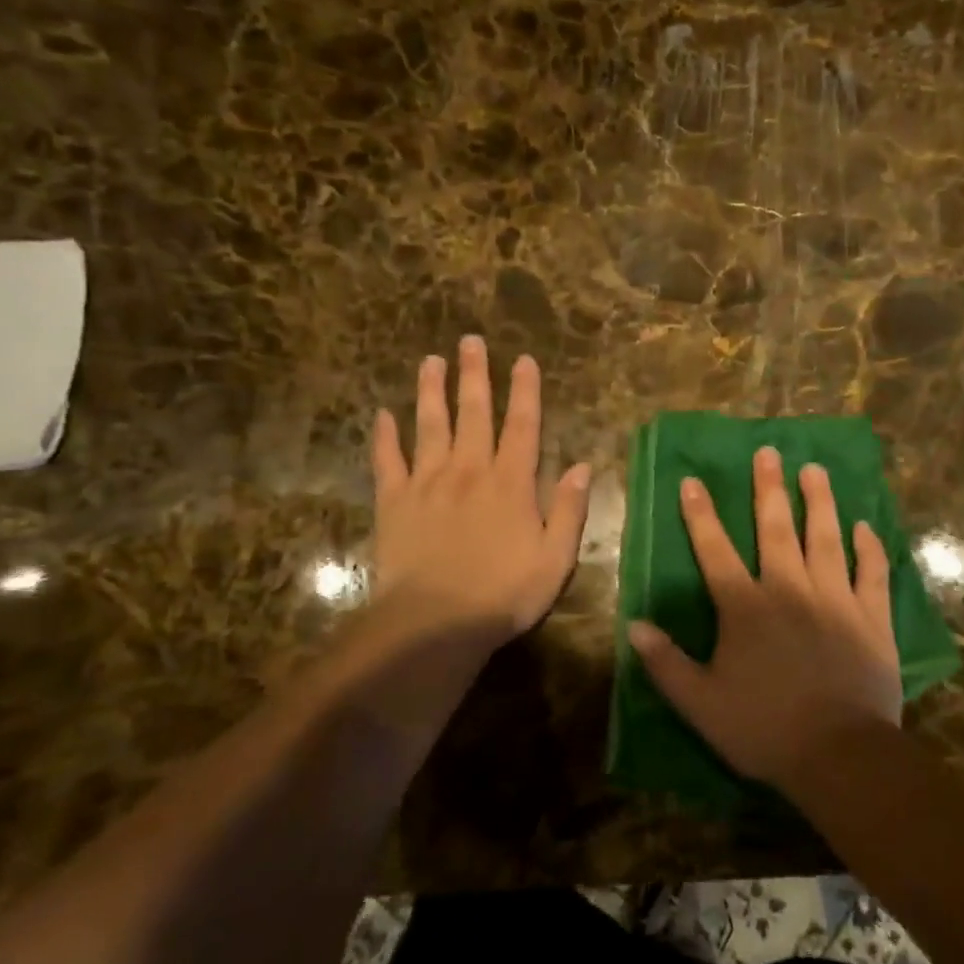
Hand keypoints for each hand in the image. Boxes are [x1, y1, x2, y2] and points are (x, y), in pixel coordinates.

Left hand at [371, 337, 590, 650]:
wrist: (435, 623)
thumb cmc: (503, 594)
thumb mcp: (555, 558)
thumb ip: (570, 509)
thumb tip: (583, 466)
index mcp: (511, 483)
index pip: (522, 425)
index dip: (525, 391)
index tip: (524, 360)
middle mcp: (469, 470)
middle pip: (473, 413)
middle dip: (474, 374)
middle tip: (470, 340)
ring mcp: (427, 482)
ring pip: (429, 425)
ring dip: (431, 391)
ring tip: (430, 361)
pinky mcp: (394, 502)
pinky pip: (387, 461)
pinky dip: (384, 437)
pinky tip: (381, 415)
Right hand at [629, 446, 901, 789]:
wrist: (839, 755)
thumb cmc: (764, 728)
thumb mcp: (701, 704)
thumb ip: (666, 663)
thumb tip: (633, 625)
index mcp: (745, 607)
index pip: (715, 551)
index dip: (701, 515)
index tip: (693, 480)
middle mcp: (789, 590)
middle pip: (776, 529)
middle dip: (768, 488)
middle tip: (768, 452)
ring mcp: (834, 599)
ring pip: (825, 538)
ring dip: (819, 502)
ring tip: (815, 469)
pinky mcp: (871, 617)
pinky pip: (871, 573)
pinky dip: (868, 548)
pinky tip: (865, 526)